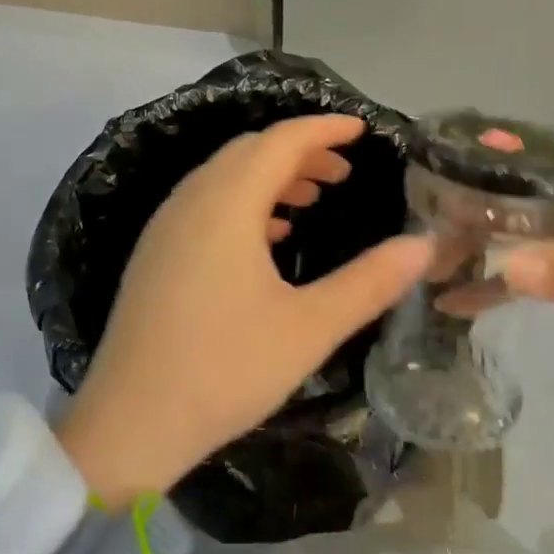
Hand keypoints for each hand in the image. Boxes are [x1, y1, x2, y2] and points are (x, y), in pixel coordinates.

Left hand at [56, 115, 430, 503]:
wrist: (129, 424)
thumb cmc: (225, 370)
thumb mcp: (310, 328)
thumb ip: (370, 282)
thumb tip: (424, 245)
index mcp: (227, 205)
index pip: (281, 140)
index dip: (324, 128)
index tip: (362, 129)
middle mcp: (190, 201)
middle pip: (249, 151)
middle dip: (300, 151)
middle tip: (343, 172)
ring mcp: (165, 227)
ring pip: (224, 176)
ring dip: (271, 176)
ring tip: (312, 198)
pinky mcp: (154, 254)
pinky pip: (205, 204)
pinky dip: (243, 203)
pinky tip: (268, 237)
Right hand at [441, 154, 553, 392]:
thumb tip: (503, 269)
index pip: (533, 163)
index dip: (484, 166)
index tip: (434, 178)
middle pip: (515, 204)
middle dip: (469, 217)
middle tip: (422, 239)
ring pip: (516, 243)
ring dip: (475, 253)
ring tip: (429, 271)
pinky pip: (529, 282)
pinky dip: (496, 289)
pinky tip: (458, 303)